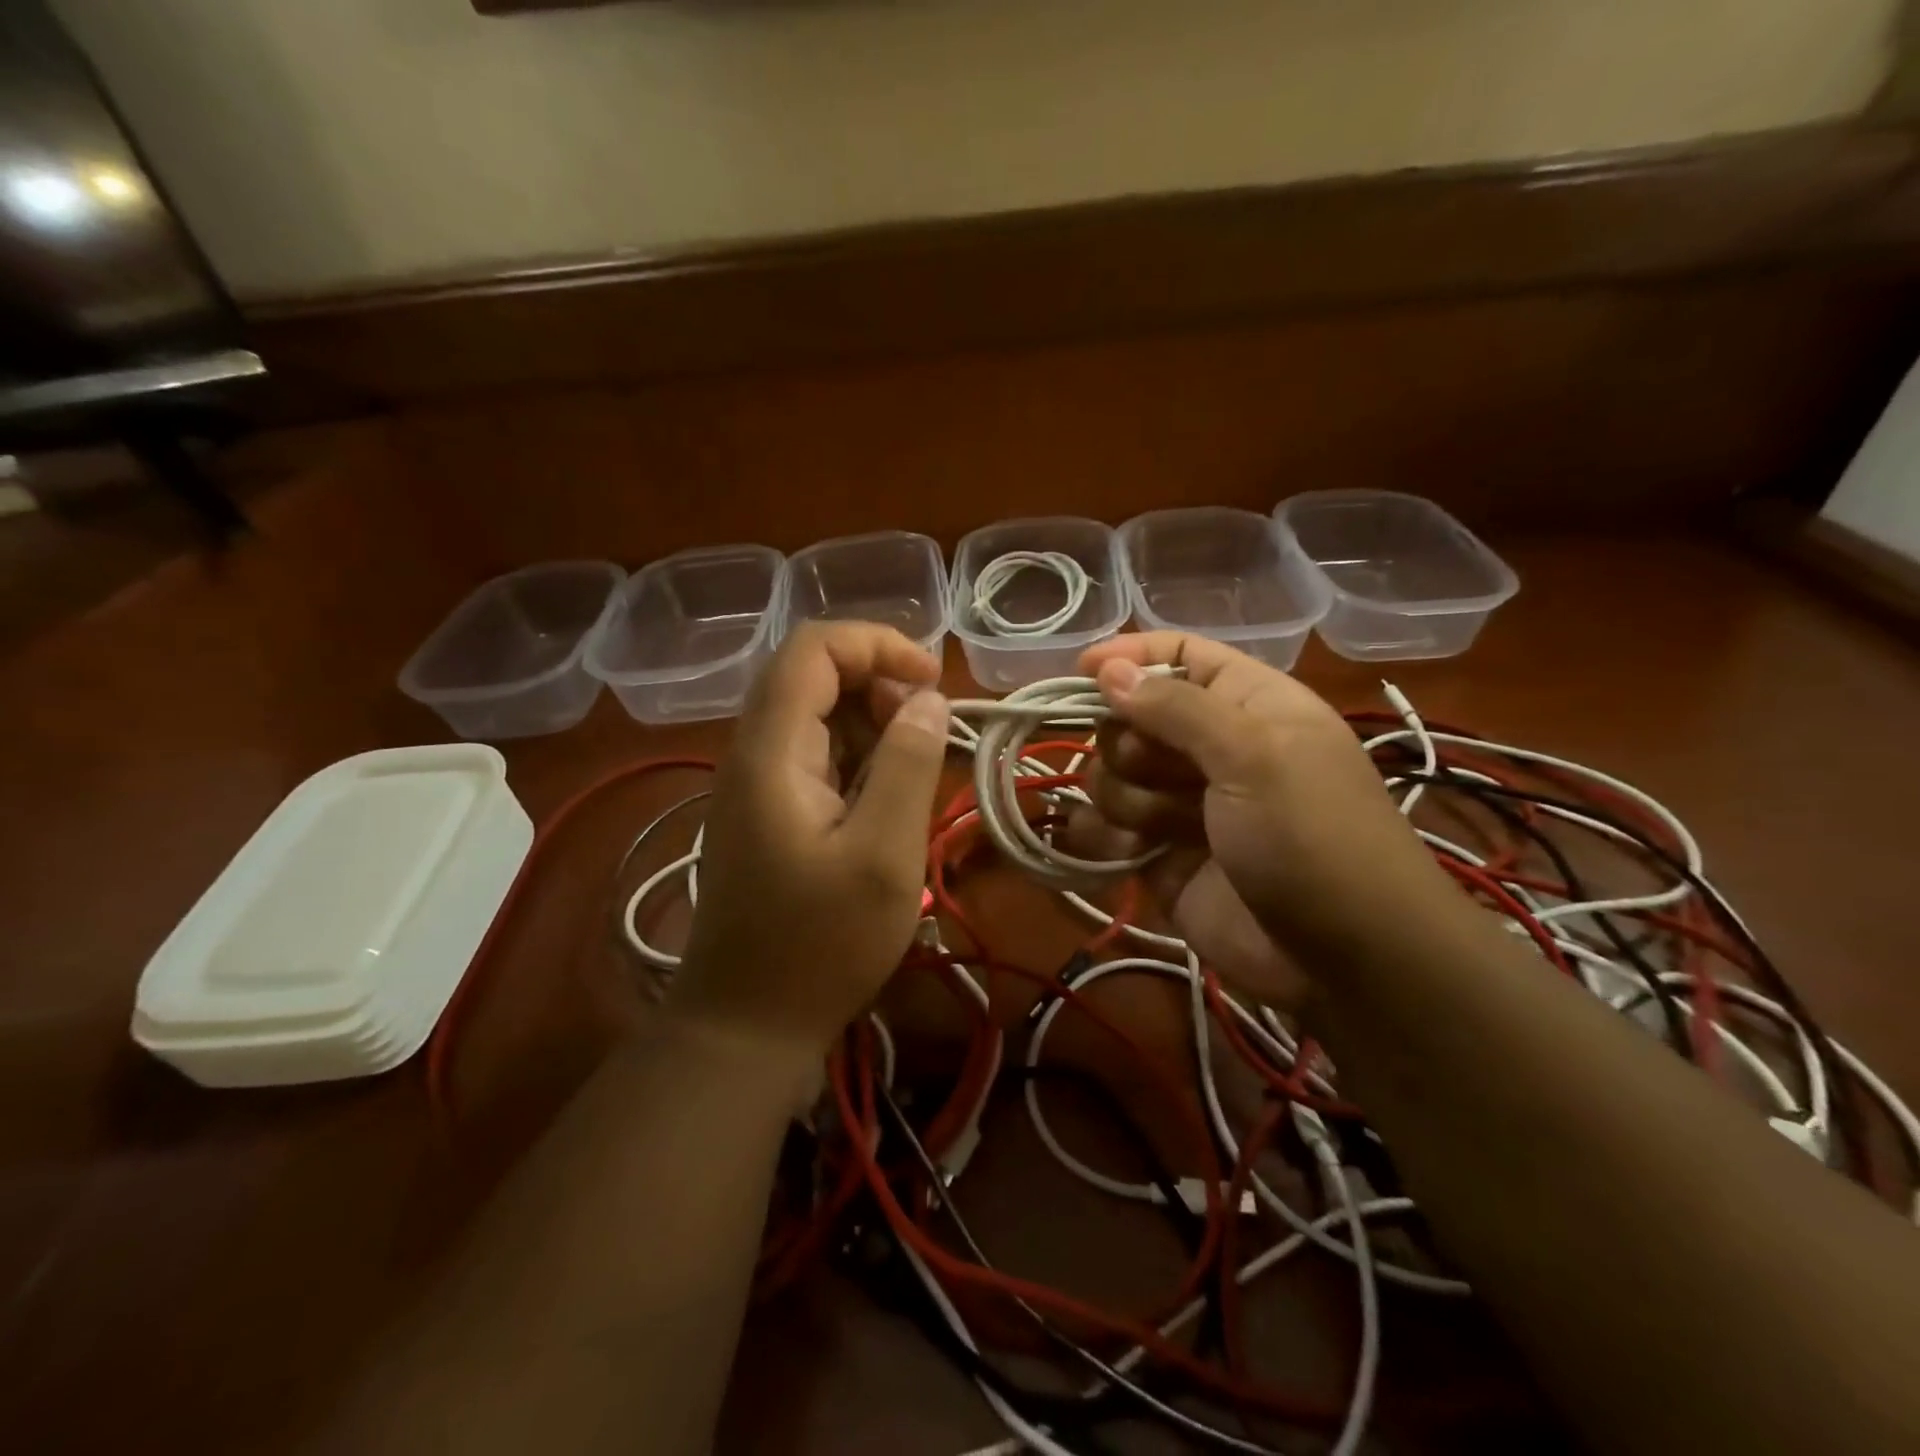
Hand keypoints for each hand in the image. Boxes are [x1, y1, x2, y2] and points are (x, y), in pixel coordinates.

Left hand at [669, 623, 950, 1058]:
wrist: (745, 1026)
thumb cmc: (820, 946)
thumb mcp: (884, 855)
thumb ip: (907, 765)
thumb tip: (927, 698)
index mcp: (772, 751)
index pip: (813, 649)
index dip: (877, 644)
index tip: (933, 682)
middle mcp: (754, 753)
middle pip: (813, 676)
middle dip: (879, 686)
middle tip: (928, 737)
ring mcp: (756, 784)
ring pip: (817, 716)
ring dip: (873, 726)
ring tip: (913, 775)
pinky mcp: (768, 812)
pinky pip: (816, 757)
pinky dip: (858, 760)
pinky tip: (884, 804)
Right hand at [1069, 632, 1454, 1006]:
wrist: (1342, 959)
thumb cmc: (1310, 836)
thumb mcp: (1253, 755)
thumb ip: (1174, 707)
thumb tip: (1106, 668)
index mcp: (1247, 704)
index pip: (1180, 655)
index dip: (1131, 657)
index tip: (1082, 670)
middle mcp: (1210, 748)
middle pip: (1131, 718)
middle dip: (1129, 745)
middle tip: (1158, 772)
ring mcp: (1182, 804)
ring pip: (1111, 775)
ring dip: (1125, 798)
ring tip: (1162, 830)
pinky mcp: (1159, 855)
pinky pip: (1106, 829)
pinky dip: (1104, 837)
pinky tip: (1125, 852)